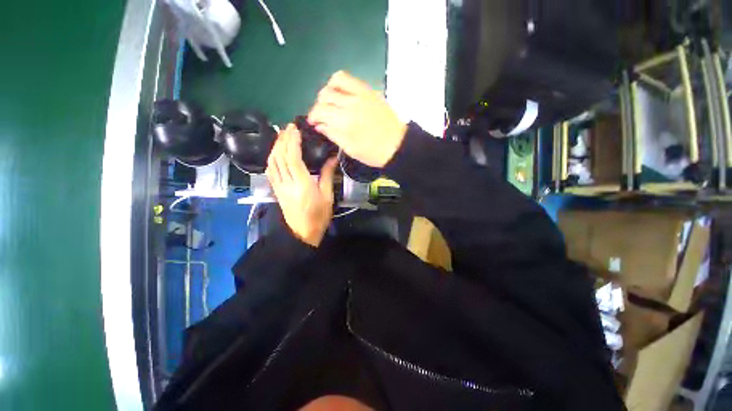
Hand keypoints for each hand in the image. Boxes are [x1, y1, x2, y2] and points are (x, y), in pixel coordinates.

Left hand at [265, 124, 337, 246]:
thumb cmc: (319, 216)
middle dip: (283, 140)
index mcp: (302, 185)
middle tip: (289, 127)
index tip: (296, 129)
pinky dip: (272, 158)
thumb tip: (332, 158)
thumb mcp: (328, 196)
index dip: (292, 142)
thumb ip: (328, 175)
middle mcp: (287, 184)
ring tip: (282, 136)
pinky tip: (276, 152)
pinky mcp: (276, 190)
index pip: (293, 158)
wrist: (303, 233)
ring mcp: (279, 187)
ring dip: (275, 147)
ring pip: (272, 162)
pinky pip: (270, 171)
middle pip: (280, 157)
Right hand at [308, 71, 407, 167]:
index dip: (313, 116)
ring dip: (328, 91)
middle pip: (325, 95)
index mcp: (345, 121)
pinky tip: (342, 95)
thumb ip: (333, 134)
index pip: (320, 111)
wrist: (397, 146)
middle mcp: (351, 103)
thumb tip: (319, 125)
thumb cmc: (373, 152)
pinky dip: (340, 83)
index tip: (313, 122)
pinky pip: (350, 79)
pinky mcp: (369, 91)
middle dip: (319, 106)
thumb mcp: (350, 149)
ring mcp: (361, 94)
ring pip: (336, 81)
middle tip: (322, 116)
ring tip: (330, 103)